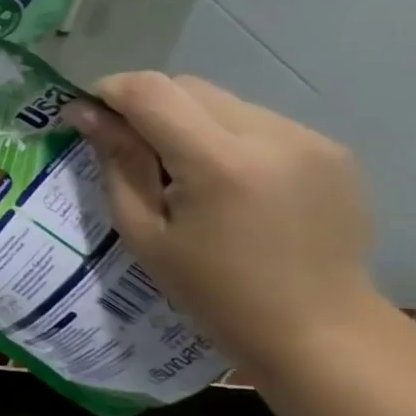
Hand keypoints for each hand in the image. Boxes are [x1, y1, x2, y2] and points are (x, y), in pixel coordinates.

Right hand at [65, 72, 379, 373]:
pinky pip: (256, 121)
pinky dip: (223, 136)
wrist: (318, 329)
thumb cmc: (213, 291)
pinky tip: (222, 181)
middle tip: (125, 148)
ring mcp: (309, 139)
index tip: (85, 114)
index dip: (109, 91)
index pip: (151, 91)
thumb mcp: (144, 232)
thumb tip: (85, 113)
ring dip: (185, 120)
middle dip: (145, 106)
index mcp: (221, 163)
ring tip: (177, 171)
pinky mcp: (330, 149)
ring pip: (221, 101)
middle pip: (187, 87)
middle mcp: (271, 135)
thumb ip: (118, 163)